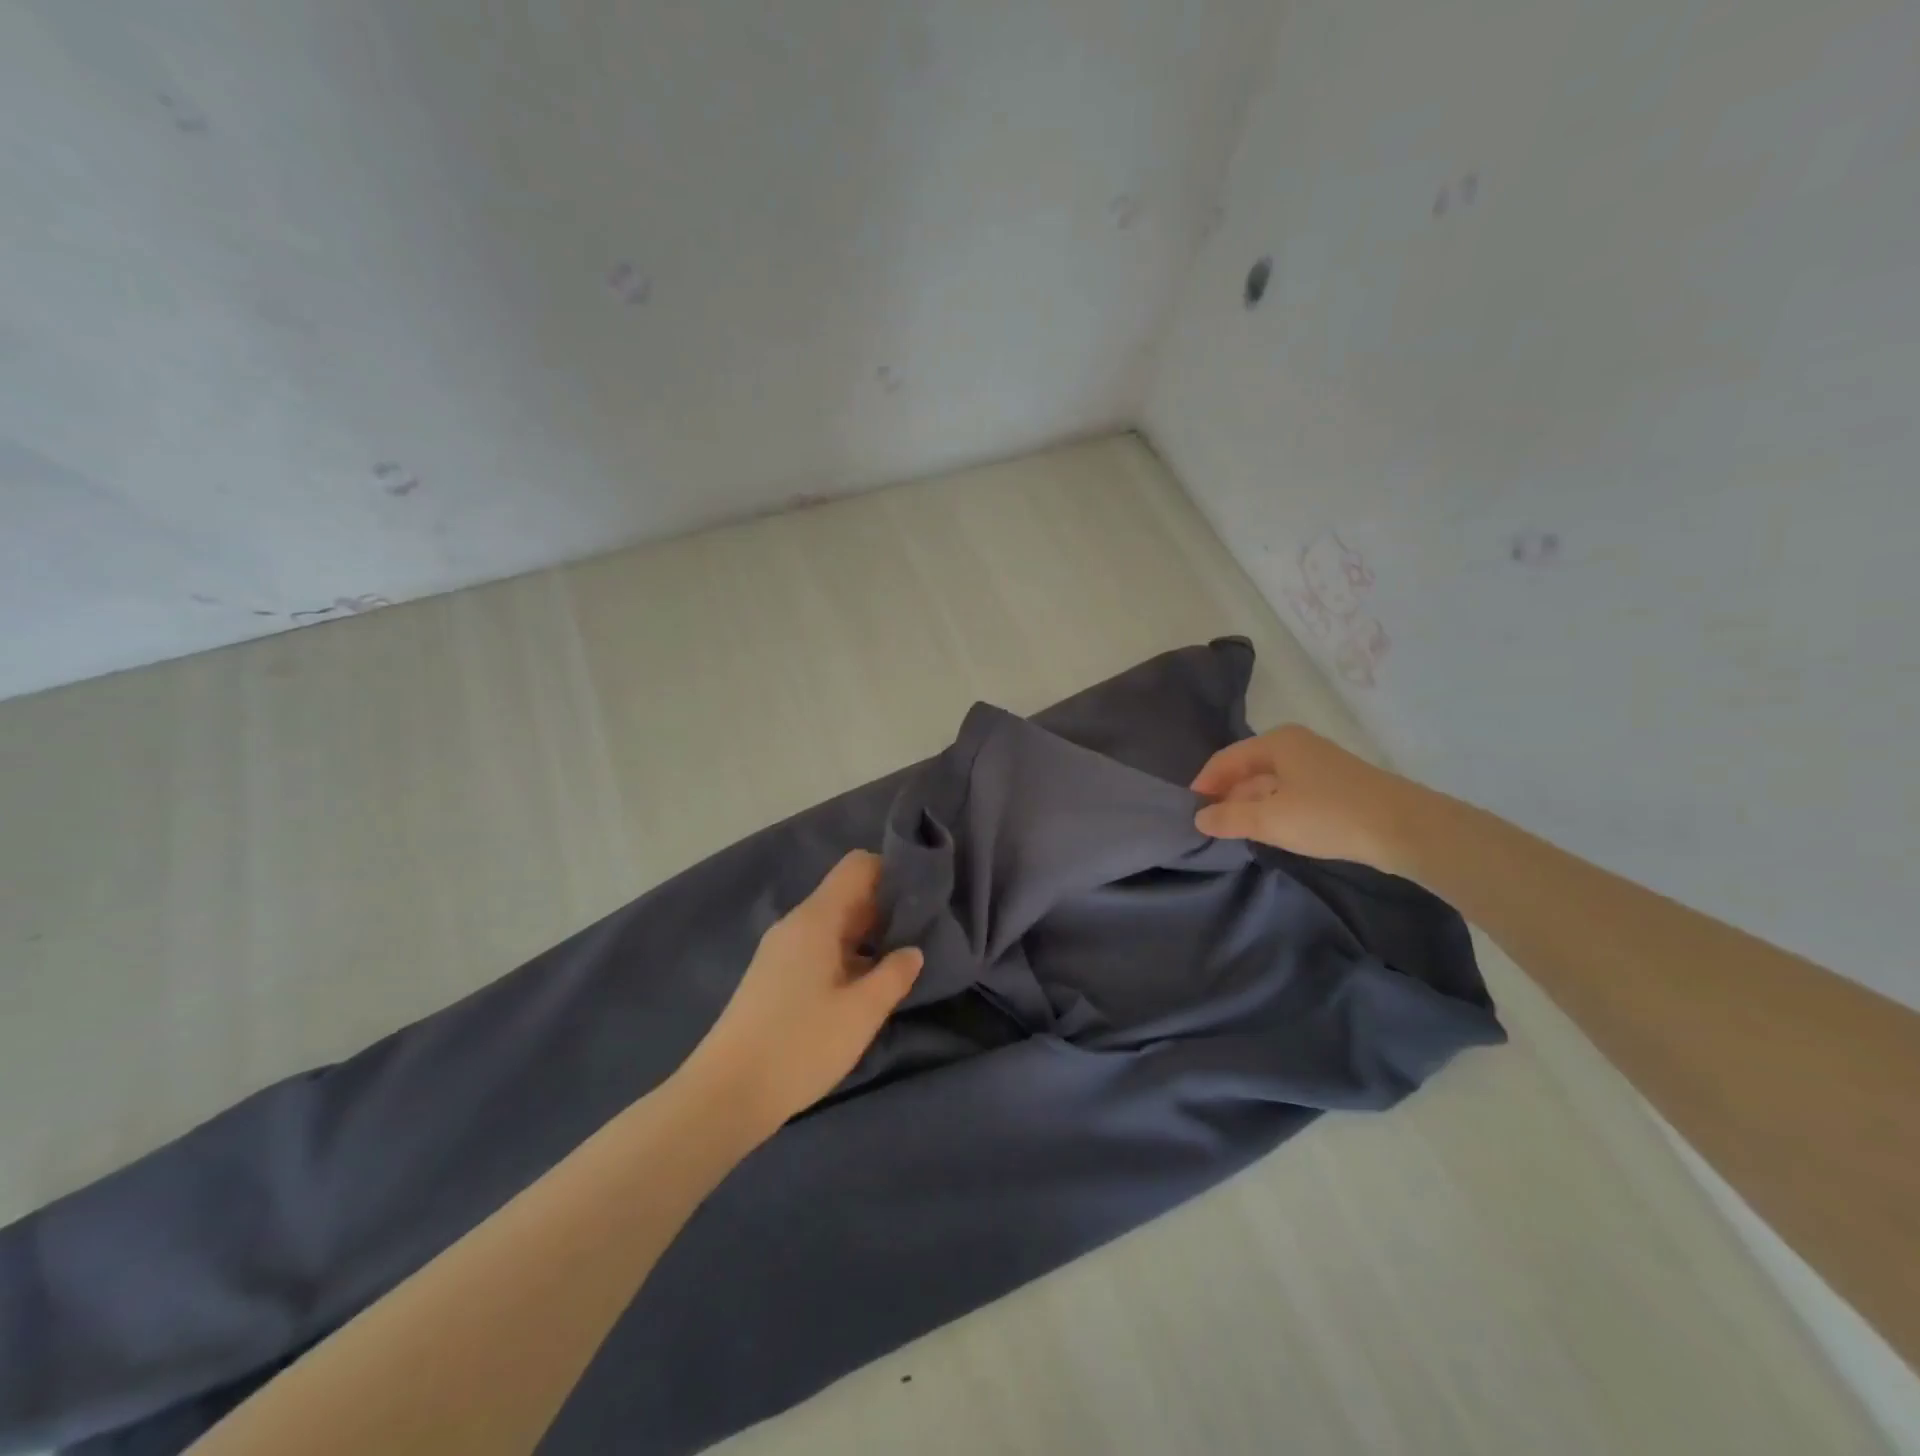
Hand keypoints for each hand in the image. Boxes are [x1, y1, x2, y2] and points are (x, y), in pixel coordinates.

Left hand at [681, 851, 922, 1135]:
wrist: (726, 1094)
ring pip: (835, 924)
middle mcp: (796, 924)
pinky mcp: (775, 976)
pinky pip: (820, 948)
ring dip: (869, 936)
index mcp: (816, 918)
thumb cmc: (800, 1045)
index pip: (858, 866)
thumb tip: (913, 951)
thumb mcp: (860, 1013)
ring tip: (902, 960)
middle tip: (924, 933)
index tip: (923, 896)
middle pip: (848, 894)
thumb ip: (894, 975)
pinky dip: (848, 955)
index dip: (892, 872)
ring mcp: (782, 950)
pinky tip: (866, 985)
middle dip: (886, 908)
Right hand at [1190, 724, 1422, 873]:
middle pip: (1247, 768)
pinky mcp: (1335, 786)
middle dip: (1226, 795)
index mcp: (1276, 742)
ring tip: (1234, 831)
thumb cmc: (1329, 815)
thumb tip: (1199, 817)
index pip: (1225, 759)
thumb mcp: (1271, 820)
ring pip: (1269, 782)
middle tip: (1209, 824)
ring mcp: (1318, 765)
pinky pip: (1290, 793)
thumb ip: (1229, 818)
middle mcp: (1295, 745)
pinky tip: (1269, 830)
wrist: (1405, 828)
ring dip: (1250, 804)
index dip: (1204, 784)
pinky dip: (1273, 809)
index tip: (1189, 810)